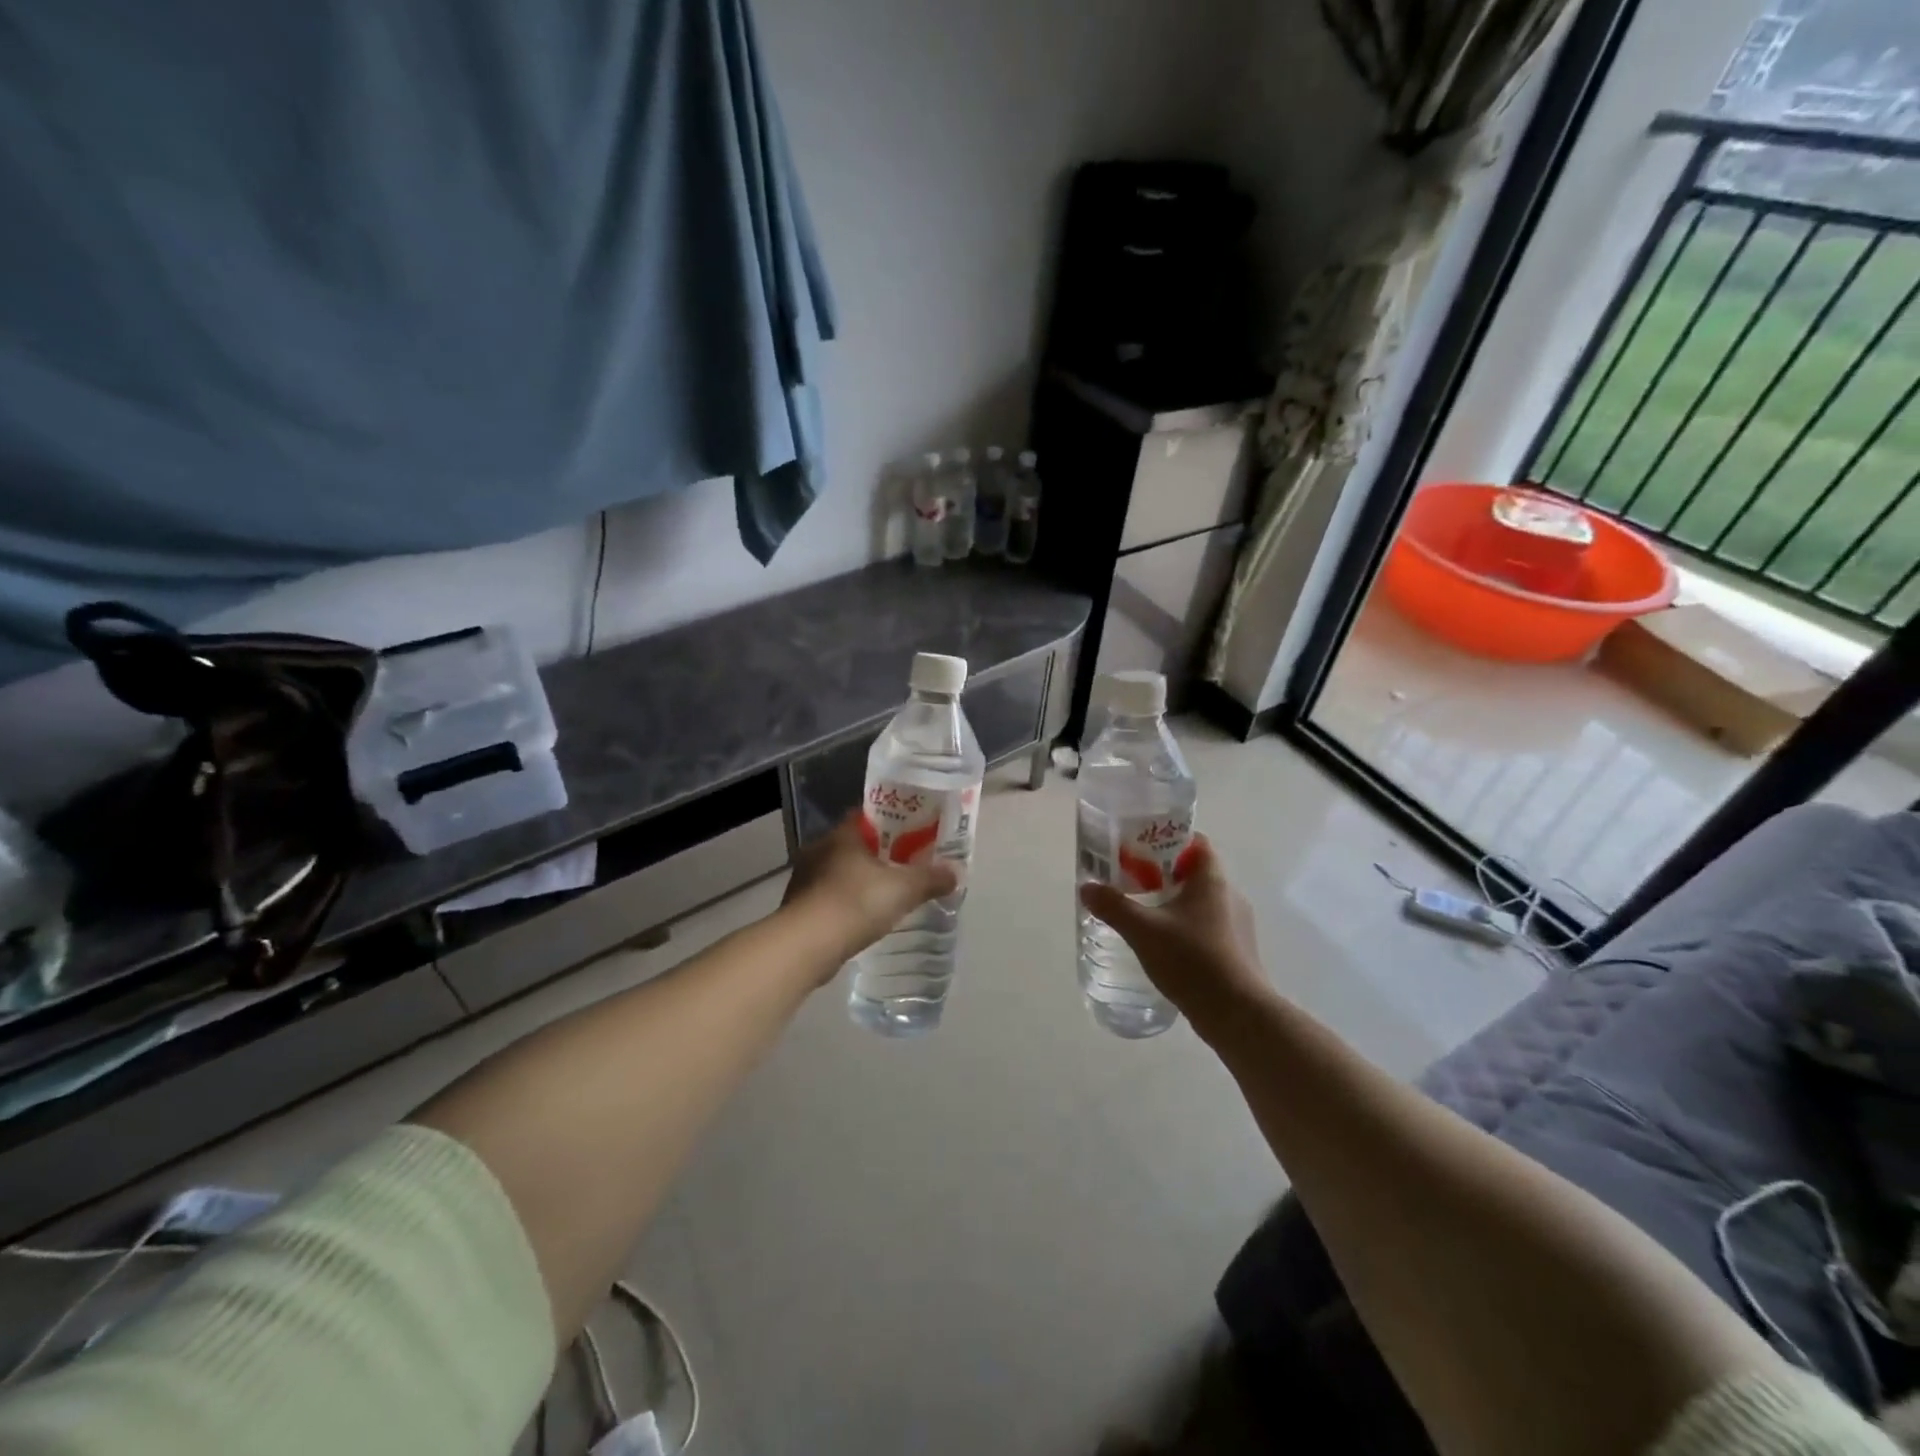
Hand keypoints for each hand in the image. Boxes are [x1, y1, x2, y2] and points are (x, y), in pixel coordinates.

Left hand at [782, 815, 959, 974]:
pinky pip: (829, 896)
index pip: (868, 816)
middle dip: (879, 854)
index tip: (913, 833)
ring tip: (887, 894)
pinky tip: (862, 918)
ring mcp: (805, 878)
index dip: (892, 822)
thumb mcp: (903, 890)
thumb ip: (930, 879)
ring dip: (860, 880)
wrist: (805, 946)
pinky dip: (846, 903)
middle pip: (855, 844)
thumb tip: (955, 872)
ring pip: (840, 871)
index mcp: (842, 835)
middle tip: (905, 865)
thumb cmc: (855, 904)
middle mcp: (819, 849)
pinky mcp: (799, 907)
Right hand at [1078, 835, 1268, 1030]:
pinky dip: (1185, 927)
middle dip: (1163, 873)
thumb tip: (1087, 887)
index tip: (1140, 847)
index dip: (1168, 838)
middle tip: (1131, 881)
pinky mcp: (1236, 951)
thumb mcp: (1143, 930)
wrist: (1237, 1015)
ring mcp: (1237, 925)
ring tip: (1143, 913)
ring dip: (1173, 902)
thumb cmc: (1193, 960)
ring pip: (1200, 901)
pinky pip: (1207, 926)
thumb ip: (1114, 906)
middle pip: (1195, 871)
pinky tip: (1164, 946)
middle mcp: (1230, 895)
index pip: (1196, 841)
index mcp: (1212, 880)